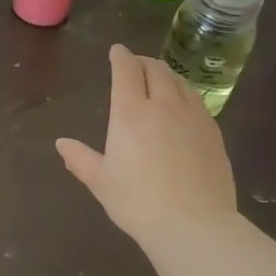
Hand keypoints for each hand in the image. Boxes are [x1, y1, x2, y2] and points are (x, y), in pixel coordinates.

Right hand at [56, 45, 239, 244]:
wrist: (194, 224)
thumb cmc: (138, 202)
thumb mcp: (101, 182)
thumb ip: (80, 159)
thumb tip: (61, 143)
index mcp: (131, 113)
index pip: (126, 71)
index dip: (120, 57)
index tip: (117, 50)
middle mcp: (163, 105)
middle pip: (155, 70)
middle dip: (143, 62)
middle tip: (135, 64)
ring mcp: (193, 117)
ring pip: (179, 82)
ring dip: (165, 74)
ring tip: (159, 79)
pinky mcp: (213, 133)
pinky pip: (197, 101)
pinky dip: (184, 93)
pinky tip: (183, 106)